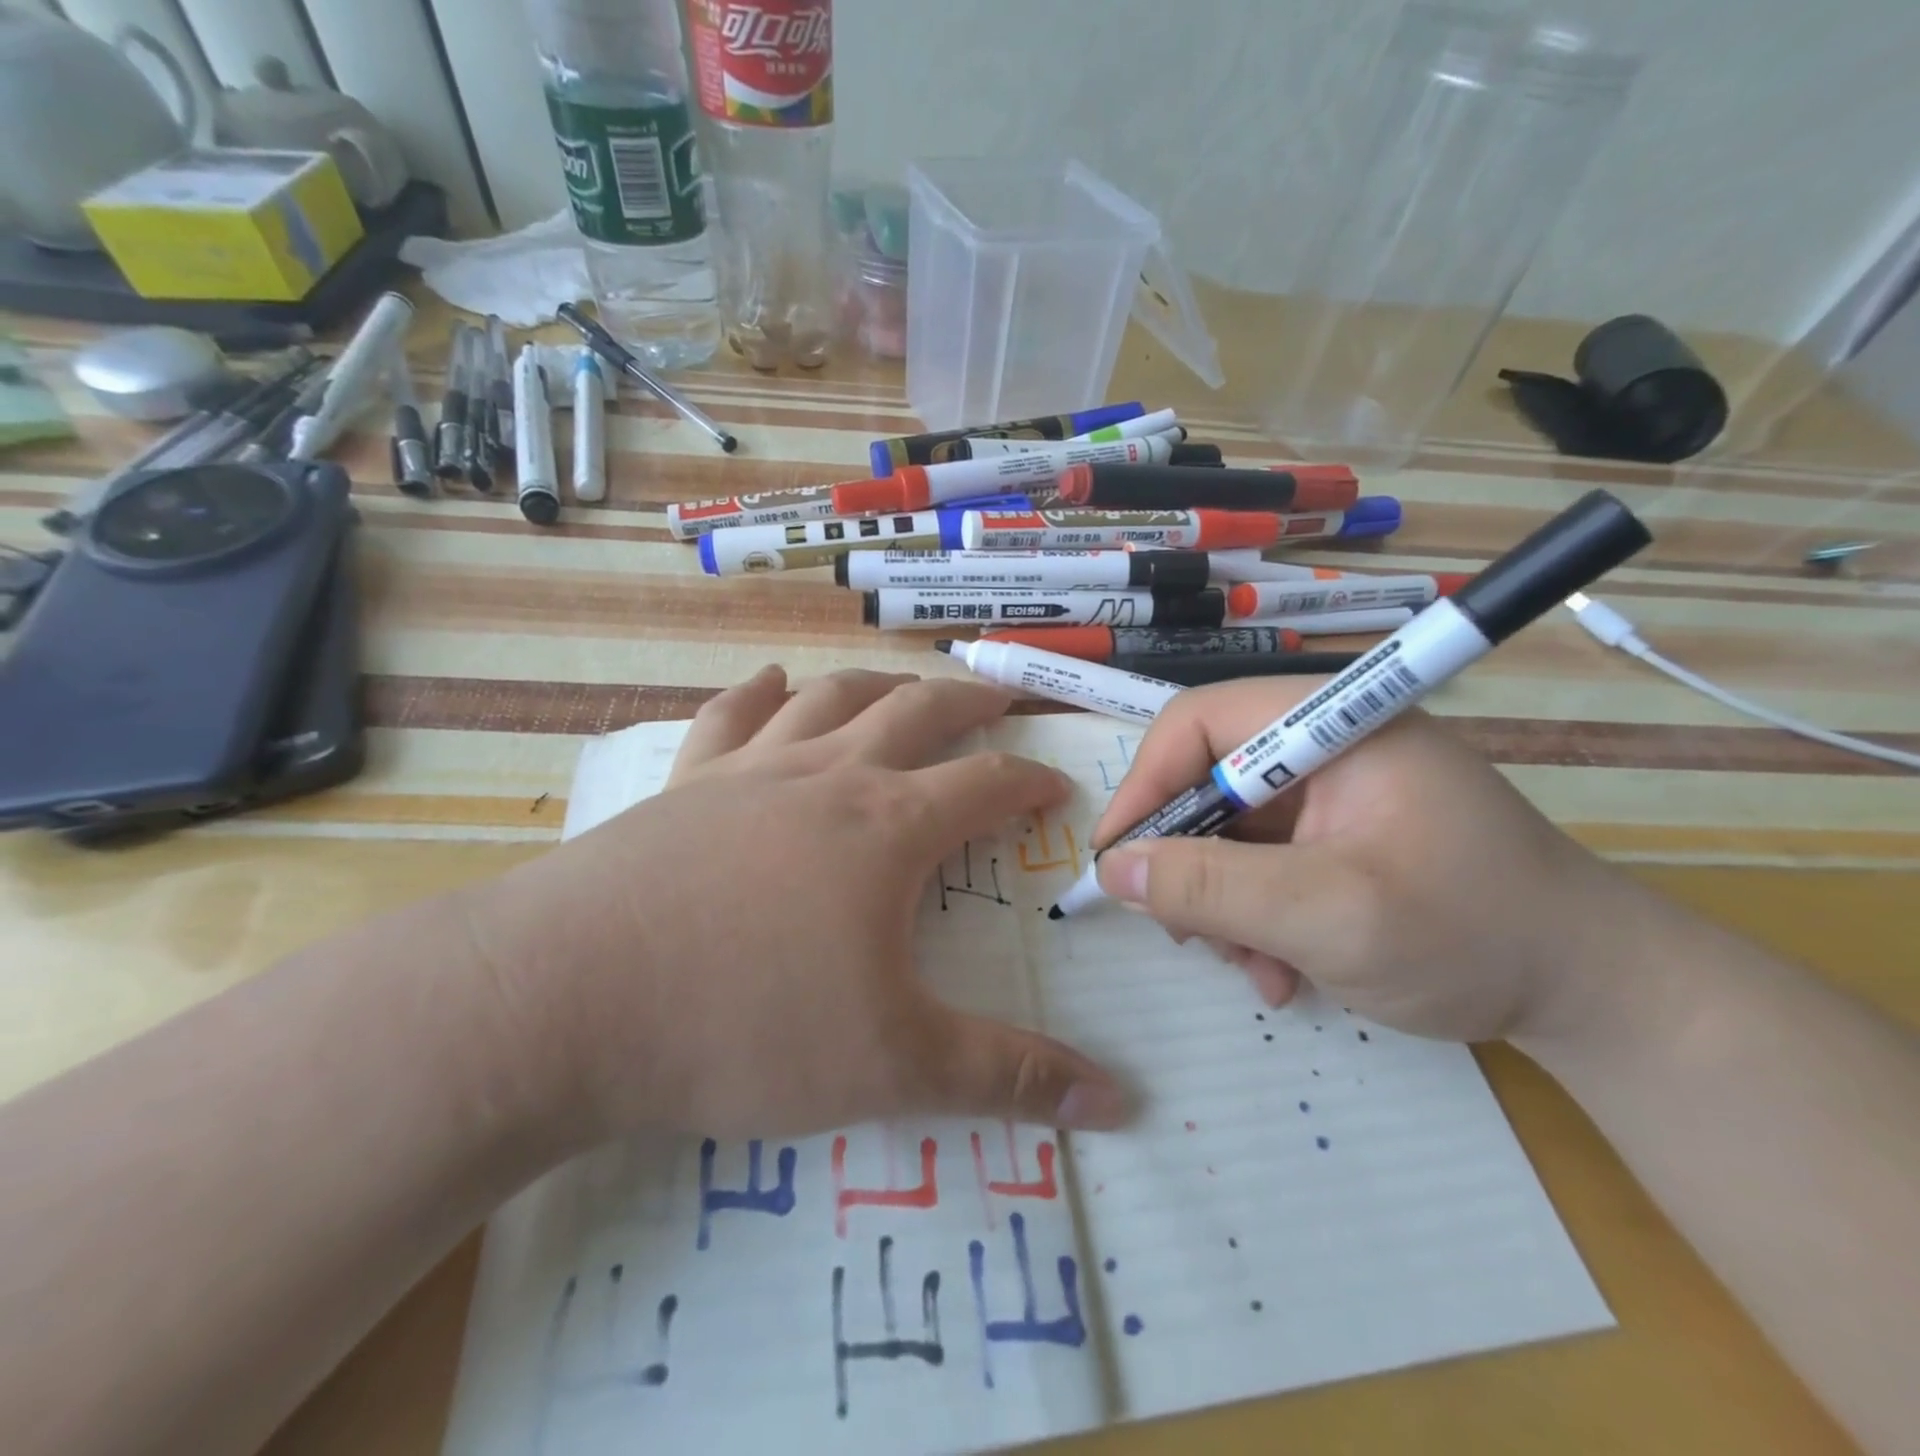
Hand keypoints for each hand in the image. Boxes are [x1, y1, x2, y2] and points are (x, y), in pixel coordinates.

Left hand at [466, 666, 1127, 1144]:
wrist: (563, 1001)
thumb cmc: (741, 1026)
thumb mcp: (891, 1066)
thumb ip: (1007, 1078)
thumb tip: (1117, 1103)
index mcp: (888, 827)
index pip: (986, 786)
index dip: (1030, 782)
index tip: (1056, 786)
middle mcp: (828, 777)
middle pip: (916, 711)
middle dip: (968, 701)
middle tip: (1000, 697)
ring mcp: (751, 770)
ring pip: (831, 697)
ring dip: (879, 683)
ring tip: (905, 683)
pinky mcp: (685, 783)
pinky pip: (732, 715)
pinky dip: (759, 692)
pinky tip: (771, 682)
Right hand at [1093, 679, 1633, 1043]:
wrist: (1596, 997)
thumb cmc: (1472, 935)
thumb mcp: (1330, 915)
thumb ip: (1212, 888)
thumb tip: (1112, 869)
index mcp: (1330, 723)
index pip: (1198, 723)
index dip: (1146, 784)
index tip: (1118, 860)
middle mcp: (1323, 746)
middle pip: (1205, 781)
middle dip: (1187, 862)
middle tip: (1184, 931)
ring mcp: (1332, 795)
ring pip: (1225, 832)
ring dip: (1221, 904)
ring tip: (1252, 968)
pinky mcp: (1337, 839)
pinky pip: (1260, 864)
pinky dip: (1253, 917)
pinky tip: (1281, 971)